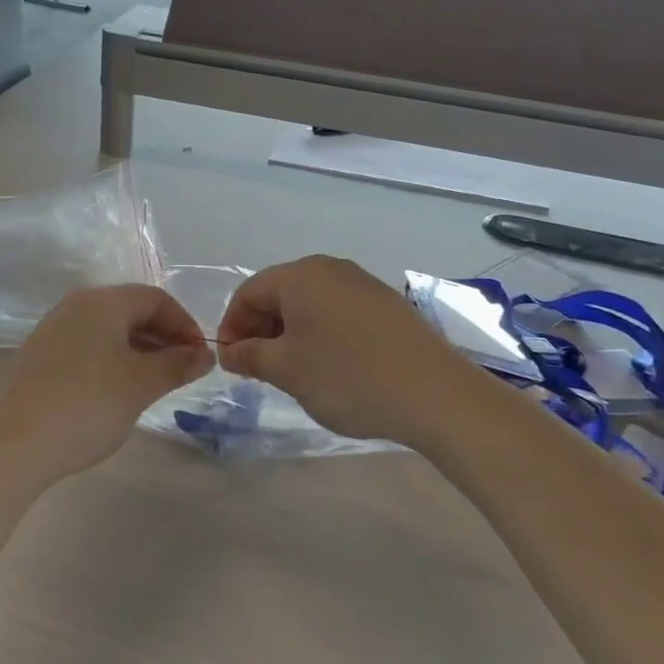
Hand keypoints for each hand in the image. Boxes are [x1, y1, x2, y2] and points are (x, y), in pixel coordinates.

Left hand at [0, 285, 213, 489]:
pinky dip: (114, 358)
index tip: (201, 357)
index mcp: (102, 301)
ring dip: (141, 349)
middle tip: (185, 370)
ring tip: (159, 381)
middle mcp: (76, 305)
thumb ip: (178, 364)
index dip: (185, 324)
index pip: (156, 298)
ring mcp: (54, 329)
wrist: (18, 445)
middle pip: (132, 309)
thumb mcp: (141, 384)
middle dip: (164, 336)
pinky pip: (89, 345)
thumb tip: (204, 354)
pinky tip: (122, 388)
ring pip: (110, 329)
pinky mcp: (42, 355)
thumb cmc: (88, 405)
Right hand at [216, 256, 468, 447]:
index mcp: (301, 275)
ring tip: (291, 371)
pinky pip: (338, 313)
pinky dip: (321, 334)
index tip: (230, 361)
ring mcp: (364, 285)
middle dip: (261, 329)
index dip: (232, 325)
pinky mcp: (387, 306)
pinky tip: (328, 366)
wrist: (434, 393)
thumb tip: (230, 350)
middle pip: (280, 293)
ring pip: (311, 304)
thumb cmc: (347, 376)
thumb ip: (250, 355)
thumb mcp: (287, 370)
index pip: (249, 292)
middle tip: (256, 369)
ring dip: (290, 333)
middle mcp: (332, 269)